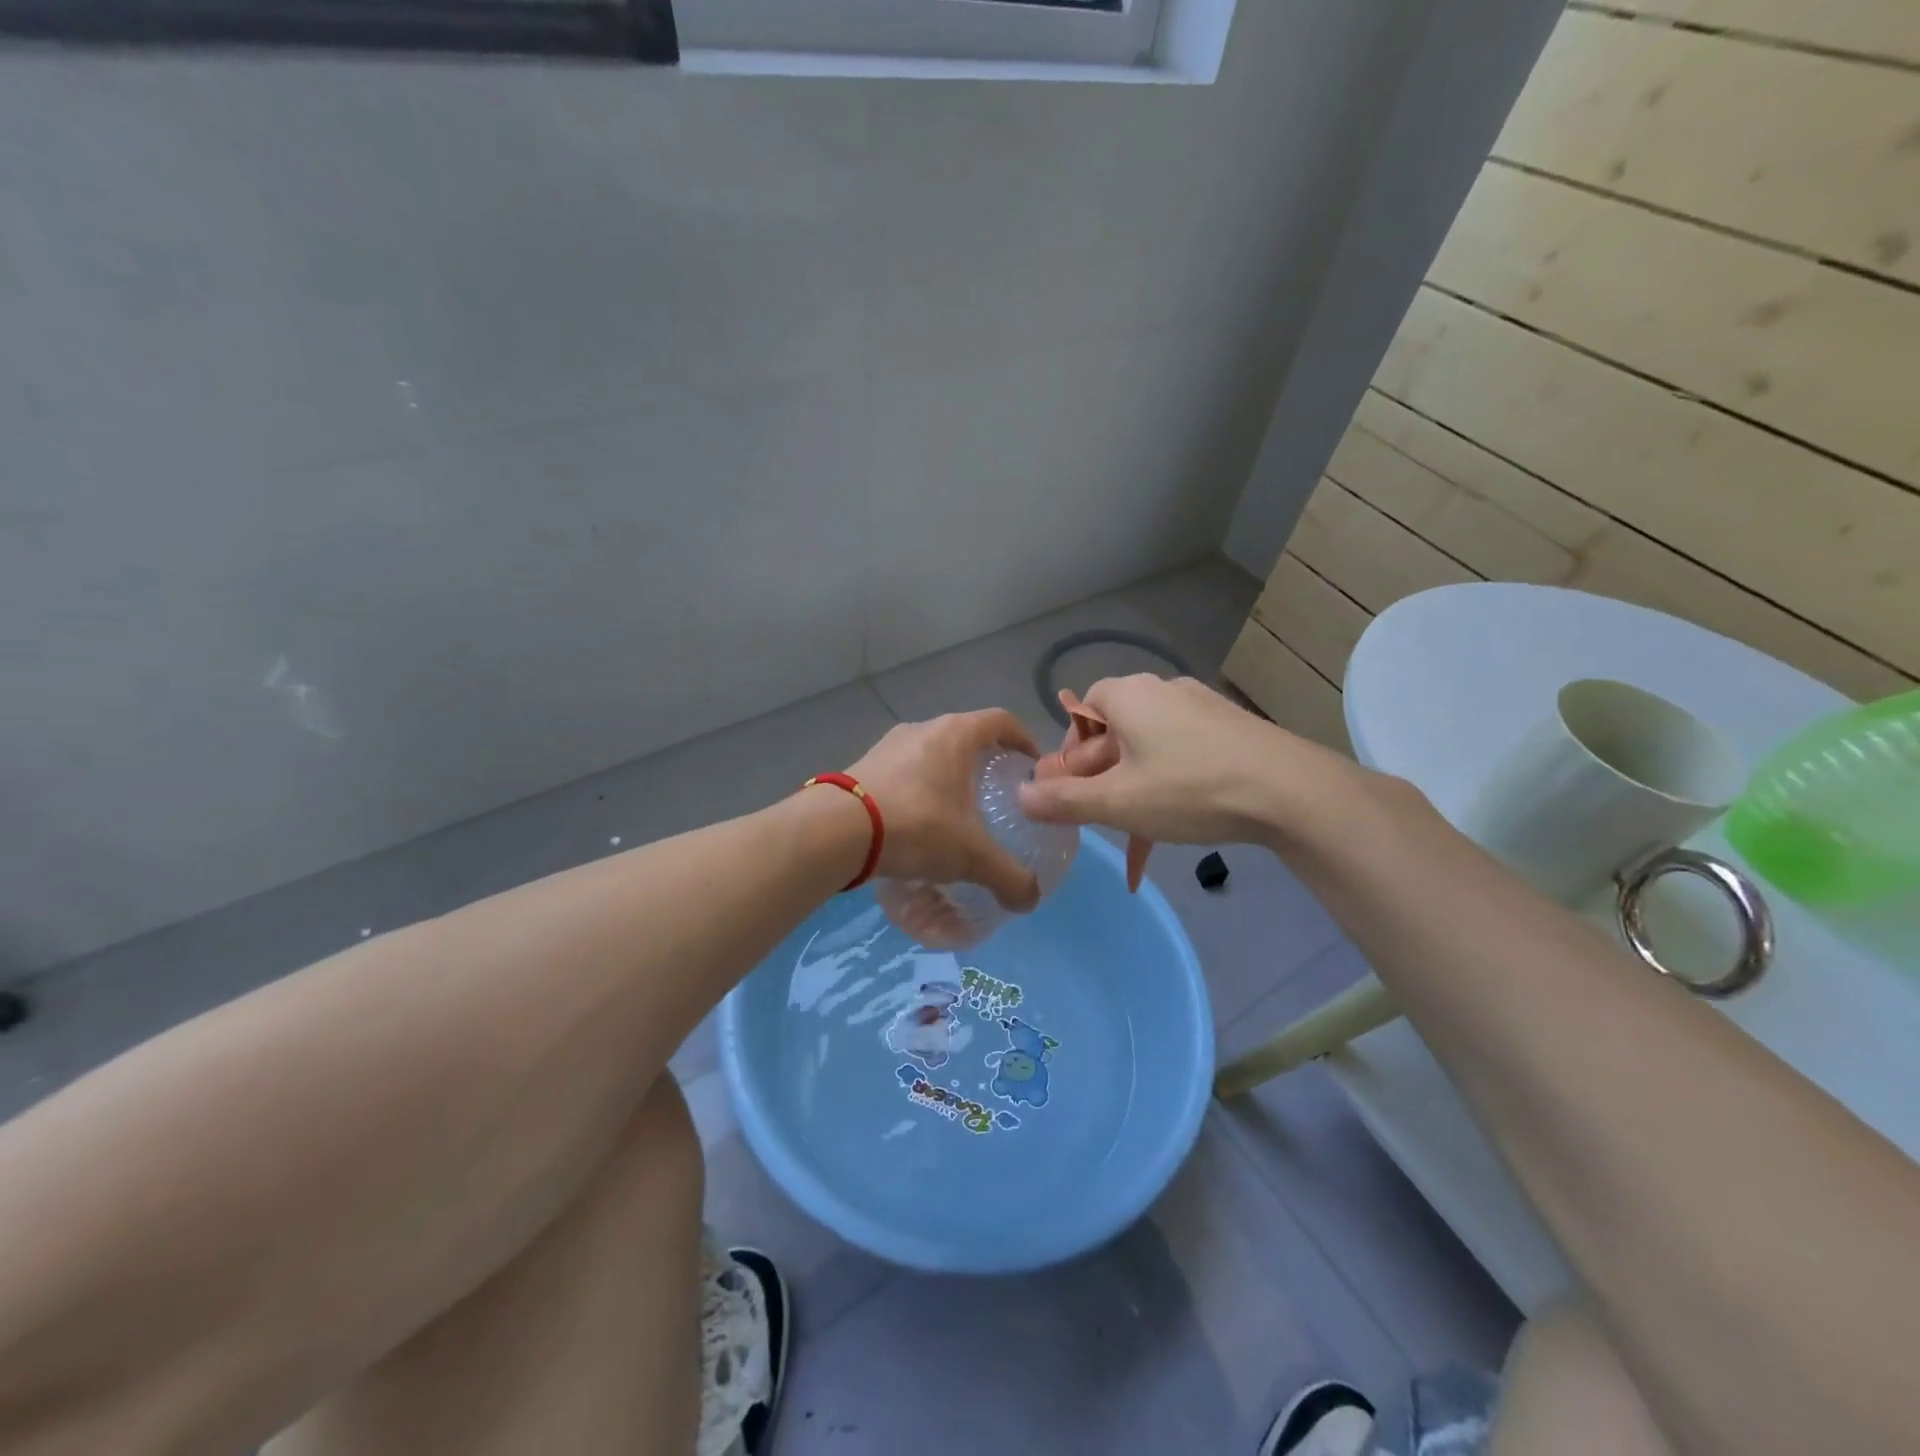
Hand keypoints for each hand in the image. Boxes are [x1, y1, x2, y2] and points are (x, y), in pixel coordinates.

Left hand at [843, 709, 1042, 912]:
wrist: (836, 830)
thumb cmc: (916, 825)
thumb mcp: (970, 856)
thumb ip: (1008, 877)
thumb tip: (1030, 900)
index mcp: (956, 734)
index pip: (1002, 721)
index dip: (1023, 739)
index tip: (1032, 765)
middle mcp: (922, 728)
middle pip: (965, 735)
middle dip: (984, 760)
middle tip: (997, 793)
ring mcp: (888, 745)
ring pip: (930, 753)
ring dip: (946, 775)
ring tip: (955, 811)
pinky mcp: (863, 766)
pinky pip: (902, 771)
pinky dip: (917, 789)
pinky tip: (916, 822)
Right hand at [1017, 674, 1349, 846]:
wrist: (1291, 791)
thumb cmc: (1189, 789)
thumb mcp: (1118, 802)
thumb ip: (1063, 801)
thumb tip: (1020, 796)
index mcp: (1128, 695)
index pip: (1081, 711)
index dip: (1071, 752)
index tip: (1074, 790)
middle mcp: (1163, 690)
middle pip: (1115, 730)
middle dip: (1101, 774)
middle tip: (1103, 814)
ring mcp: (1202, 706)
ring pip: (1150, 746)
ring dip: (1135, 783)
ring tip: (1141, 825)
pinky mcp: (1232, 728)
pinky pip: (1184, 752)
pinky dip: (1171, 782)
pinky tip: (1181, 817)